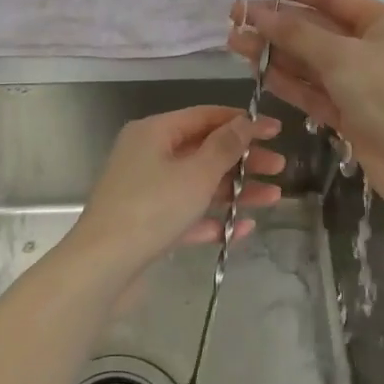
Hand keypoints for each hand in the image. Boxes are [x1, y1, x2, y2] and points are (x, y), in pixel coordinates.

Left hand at [65, 106, 283, 284]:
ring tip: (273, 199)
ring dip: (236, 190)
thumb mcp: (196, 173)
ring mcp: (146, 191)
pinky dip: (213, 219)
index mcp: (154, 132)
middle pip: (204, 150)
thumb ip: (225, 146)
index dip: (243, 122)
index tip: (277, 130)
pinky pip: (188, 214)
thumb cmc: (152, 208)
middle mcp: (148, 156)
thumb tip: (245, 121)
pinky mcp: (148, 224)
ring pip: (199, 184)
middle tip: (280, 167)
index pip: (205, 116)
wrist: (103, 266)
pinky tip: (243, 229)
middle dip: (244, 159)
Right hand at [228, 0, 383, 211]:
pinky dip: (287, 81)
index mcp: (380, 23)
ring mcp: (357, 82)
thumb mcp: (340, 56)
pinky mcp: (347, 113)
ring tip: (235, 44)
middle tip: (235, 18)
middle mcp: (369, 48)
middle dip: (276, 23)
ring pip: (309, 61)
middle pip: (315, 29)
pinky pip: (311, 90)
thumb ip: (297, 34)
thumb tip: (258, 14)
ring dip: (275, 52)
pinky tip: (257, 72)